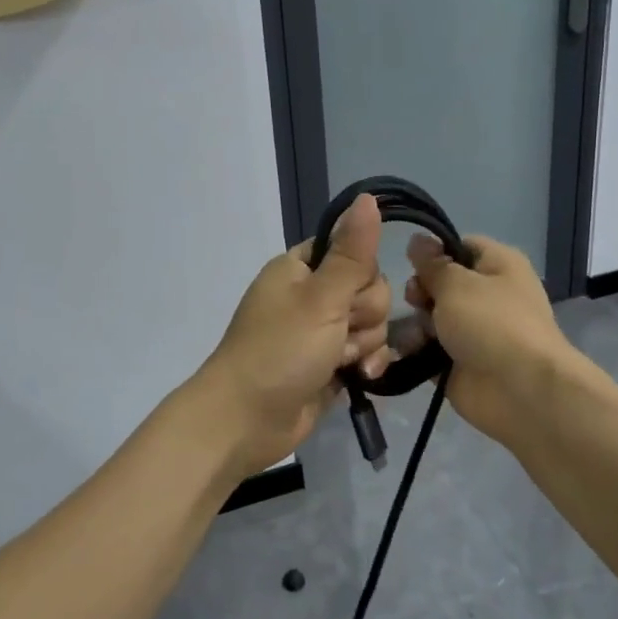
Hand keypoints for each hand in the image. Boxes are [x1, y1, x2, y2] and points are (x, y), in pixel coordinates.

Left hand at [200, 193, 393, 476]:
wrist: (245, 421)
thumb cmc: (279, 351)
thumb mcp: (320, 298)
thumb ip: (352, 252)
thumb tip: (368, 197)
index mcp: (299, 268)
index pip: (352, 250)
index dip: (361, 273)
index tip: (350, 292)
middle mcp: (311, 295)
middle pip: (368, 289)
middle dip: (364, 315)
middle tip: (340, 332)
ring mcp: (320, 332)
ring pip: (371, 323)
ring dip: (364, 344)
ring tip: (341, 361)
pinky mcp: (329, 364)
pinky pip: (365, 352)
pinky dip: (365, 364)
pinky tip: (360, 378)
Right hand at [404, 232, 574, 440]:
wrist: (520, 390)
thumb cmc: (491, 322)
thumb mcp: (456, 283)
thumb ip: (431, 264)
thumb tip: (417, 239)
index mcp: (498, 265)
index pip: (460, 246)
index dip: (435, 253)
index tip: (413, 264)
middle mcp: (489, 295)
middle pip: (441, 283)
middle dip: (421, 291)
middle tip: (415, 301)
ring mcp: (475, 332)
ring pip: (433, 318)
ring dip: (417, 324)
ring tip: (414, 335)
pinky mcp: (460, 363)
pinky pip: (429, 350)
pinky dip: (417, 351)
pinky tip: (406, 353)